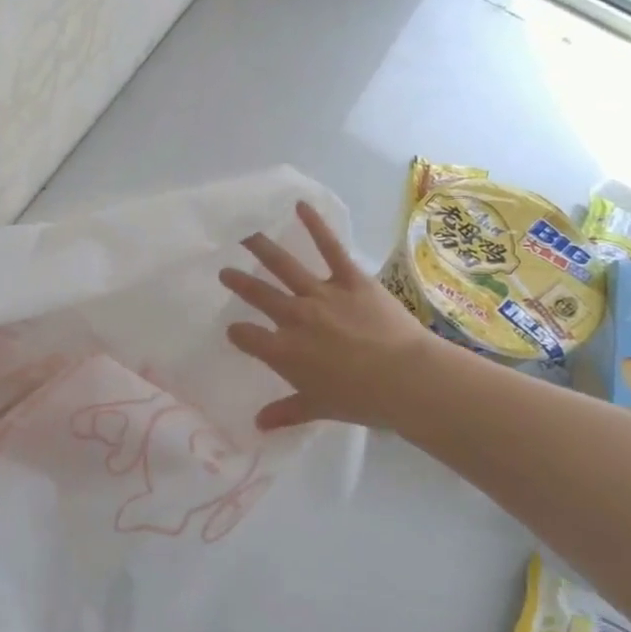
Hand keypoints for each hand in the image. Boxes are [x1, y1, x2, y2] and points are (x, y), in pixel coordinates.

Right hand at [219, 201, 433, 430]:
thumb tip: (258, 425)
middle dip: (238, 282)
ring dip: (261, 249)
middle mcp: (293, 317)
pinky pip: (330, 248)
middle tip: (225, 271)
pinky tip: (300, 206)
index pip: (247, 337)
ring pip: (283, 266)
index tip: (235, 331)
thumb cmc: (361, 400)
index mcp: (282, 351)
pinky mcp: (350, 279)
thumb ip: (286, 412)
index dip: (238, 333)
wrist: (406, 379)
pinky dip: (315, 225)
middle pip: (257, 294)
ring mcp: (320, 294)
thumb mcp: (318, 409)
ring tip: (245, 234)